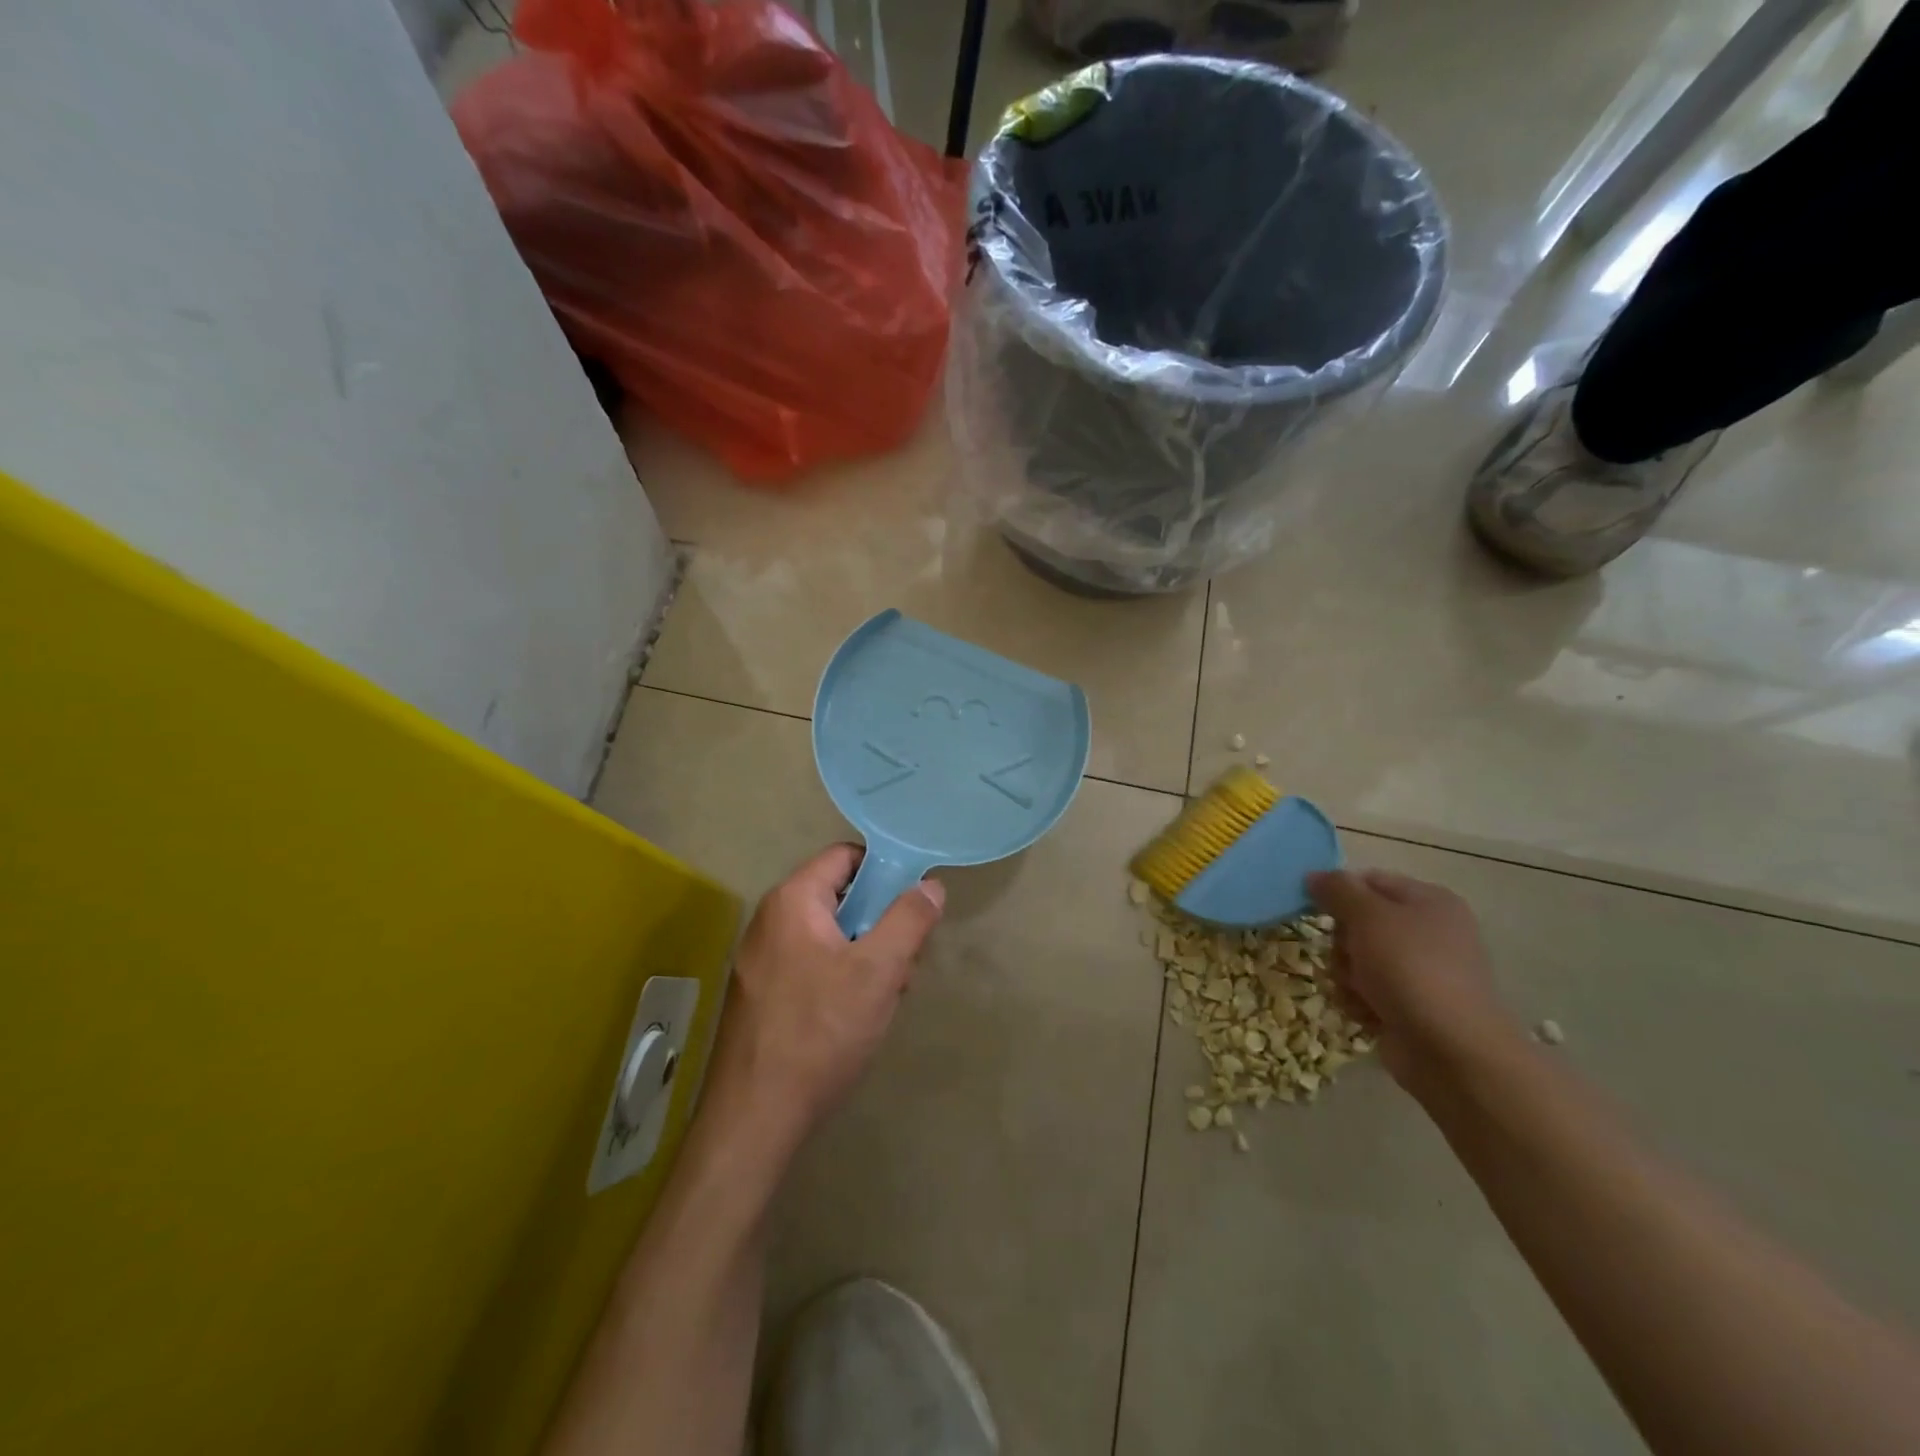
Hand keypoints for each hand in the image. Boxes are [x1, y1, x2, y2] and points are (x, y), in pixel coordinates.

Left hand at [700, 844, 944, 1161]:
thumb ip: (909, 920)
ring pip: (829, 936)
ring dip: (866, 956)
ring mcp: (761, 960)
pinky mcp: (762, 994)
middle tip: (905, 962)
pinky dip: (841, 978)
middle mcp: (769, 921)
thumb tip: (930, 885)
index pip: (845, 856)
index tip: (915, 903)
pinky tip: (856, 1018)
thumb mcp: (879, 971)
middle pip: (839, 897)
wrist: (754, 1119)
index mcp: (792, 901)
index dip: (885, 870)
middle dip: (880, 923)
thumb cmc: (820, 1032)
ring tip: (885, 997)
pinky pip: (811, 965)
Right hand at [1305, 868, 1517, 1092]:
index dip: (1339, 892)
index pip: (1369, 880)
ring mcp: (1419, 972)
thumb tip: (1313, 875)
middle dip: (1342, 942)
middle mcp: (1427, 932)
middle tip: (1348, 956)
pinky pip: (1365, 991)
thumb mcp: (1368, 916)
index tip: (1315, 909)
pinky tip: (1366, 1013)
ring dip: (1346, 975)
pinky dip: (1358, 1001)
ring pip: (1356, 959)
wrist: (1451, 1050)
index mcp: (1429, 901)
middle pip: (1358, 922)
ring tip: (1360, 992)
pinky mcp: (1408, 1005)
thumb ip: (1337, 889)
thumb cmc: (1410, 969)